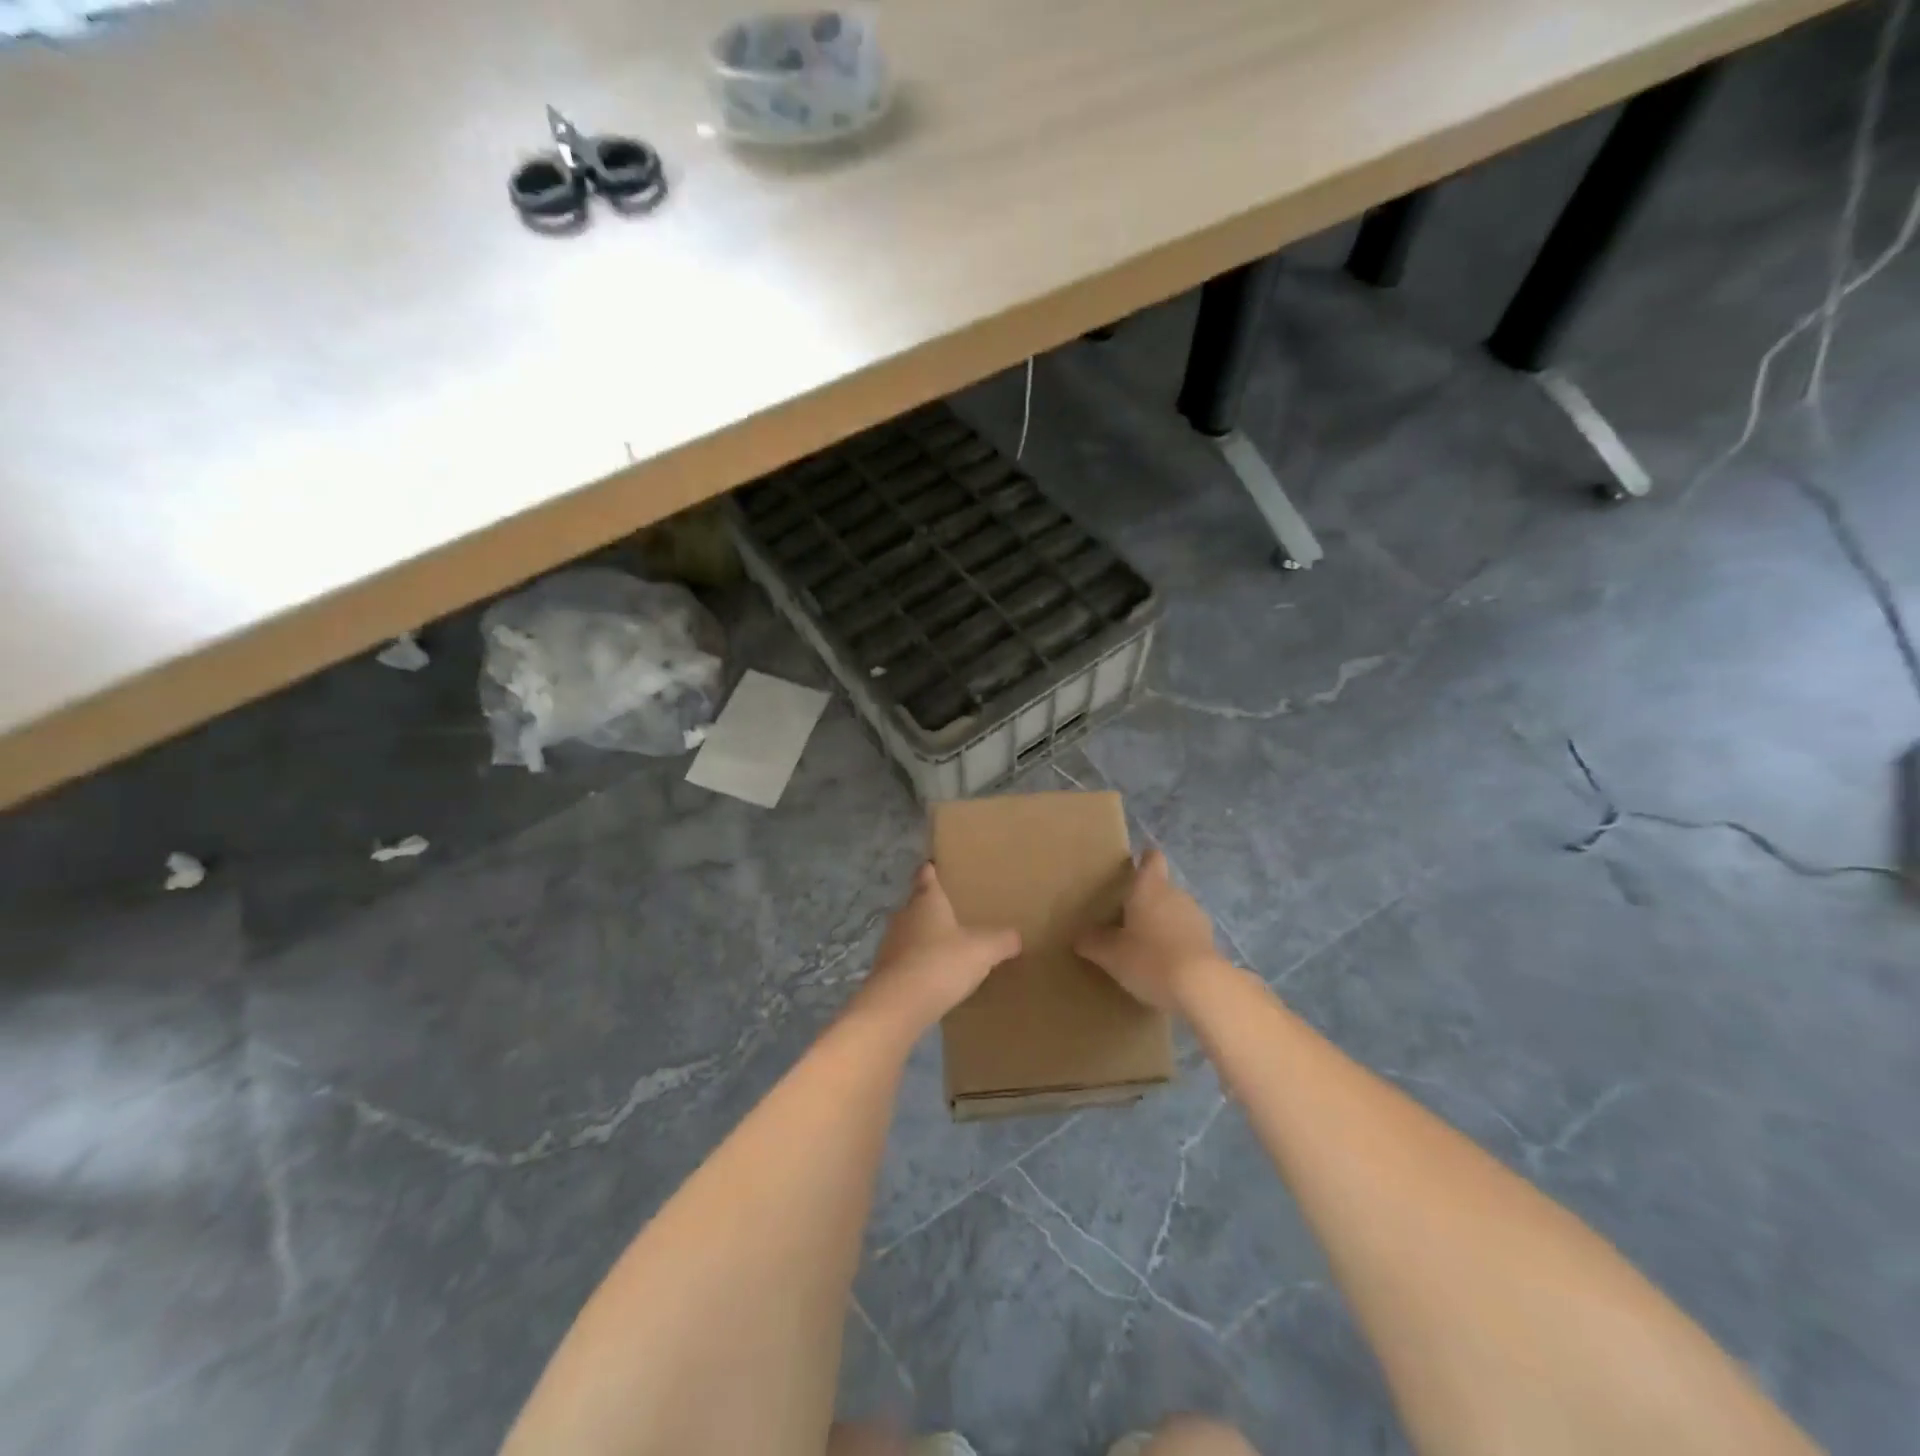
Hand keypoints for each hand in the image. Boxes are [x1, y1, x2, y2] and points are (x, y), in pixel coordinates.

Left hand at [852, 864, 1020, 1035]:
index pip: (926, 875)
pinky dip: (917, 964)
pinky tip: (933, 977)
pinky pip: (904, 960)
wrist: (898, 1006)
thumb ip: (1002, 940)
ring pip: (909, 933)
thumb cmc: (941, 963)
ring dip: (924, 938)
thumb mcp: (983, 950)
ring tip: (946, 946)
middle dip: (932, 907)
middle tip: (953, 912)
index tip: (935, 866)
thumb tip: (1016, 937)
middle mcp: (903, 916)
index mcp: (926, 901)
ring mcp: (889, 944)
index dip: (931, 869)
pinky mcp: (884, 972)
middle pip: (916, 904)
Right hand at [1075, 849, 1221, 1010]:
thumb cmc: (1149, 958)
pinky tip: (1165, 966)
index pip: (1152, 859)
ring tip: (1145, 945)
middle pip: (1162, 888)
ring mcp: (1197, 918)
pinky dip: (1177, 944)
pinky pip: (1187, 936)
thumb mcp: (1110, 954)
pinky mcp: (1210, 942)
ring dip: (1163, 923)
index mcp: (1150, 887)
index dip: (1144, 859)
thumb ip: (1092, 942)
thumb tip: (1079, 936)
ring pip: (1176, 912)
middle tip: (1126, 918)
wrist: (1201, 988)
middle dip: (1147, 900)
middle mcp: (1176, 894)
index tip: (1134, 867)